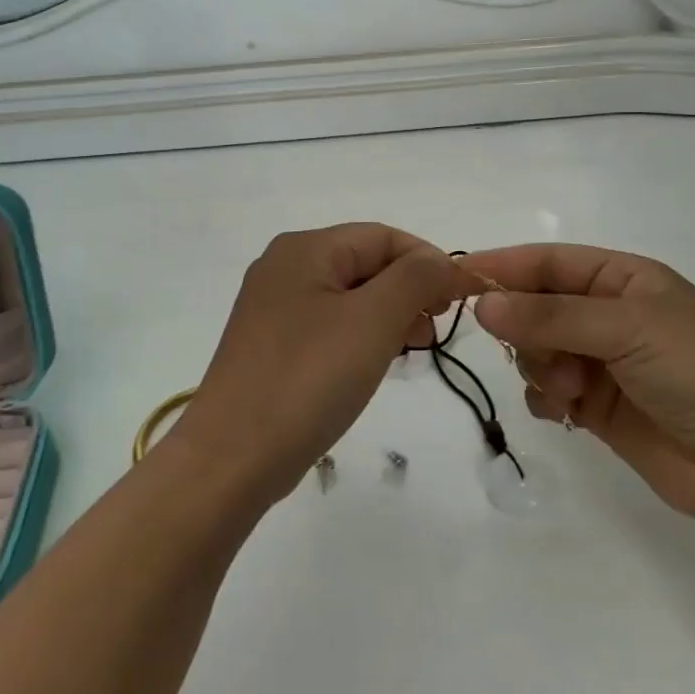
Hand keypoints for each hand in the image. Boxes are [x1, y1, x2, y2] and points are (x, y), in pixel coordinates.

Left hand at [179, 225, 472, 505]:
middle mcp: (285, 268)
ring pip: (350, 297)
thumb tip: (442, 261)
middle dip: (409, 291)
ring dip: (389, 316)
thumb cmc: (308, 378)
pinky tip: (377, 363)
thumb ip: (415, 279)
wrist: (233, 457)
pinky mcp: (273, 345)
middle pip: (365, 263)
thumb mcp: (373, 320)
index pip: (383, 236)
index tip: (461, 300)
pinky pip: (330, 326)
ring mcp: (275, 308)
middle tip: (434, 331)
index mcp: (305, 249)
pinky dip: (362, 337)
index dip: (429, 262)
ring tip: (413, 351)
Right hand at [465, 244, 694, 519]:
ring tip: (571, 391)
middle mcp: (608, 314)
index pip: (547, 262)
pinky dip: (545, 398)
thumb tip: (481, 304)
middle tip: (536, 354)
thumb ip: (549, 316)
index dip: (502, 268)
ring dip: (541, 368)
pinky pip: (547, 390)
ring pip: (537, 351)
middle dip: (527, 330)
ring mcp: (602, 362)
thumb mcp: (627, 328)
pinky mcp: (597, 406)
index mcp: (622, 278)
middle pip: (535, 307)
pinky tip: (564, 412)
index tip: (454, 280)